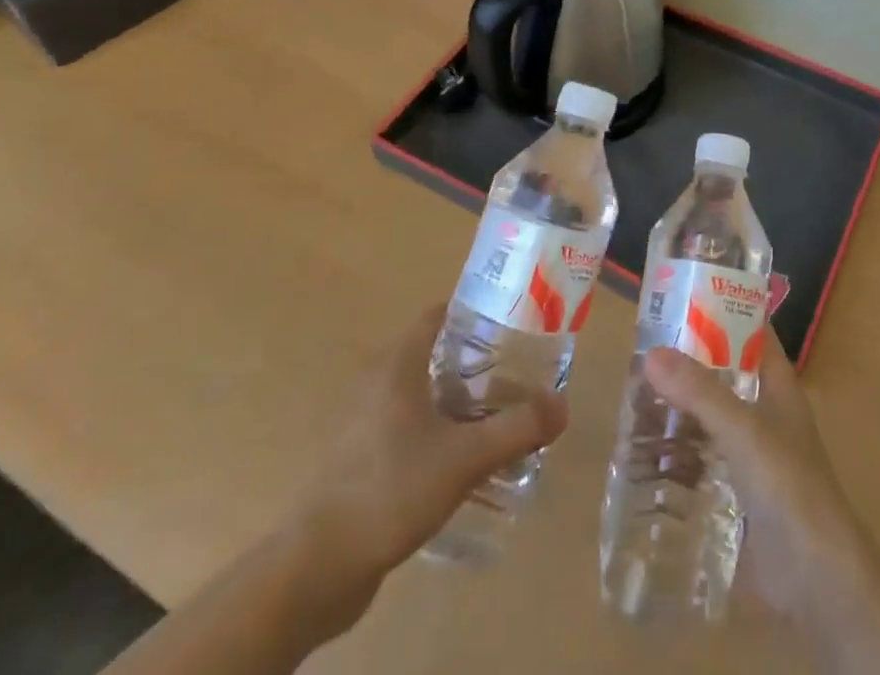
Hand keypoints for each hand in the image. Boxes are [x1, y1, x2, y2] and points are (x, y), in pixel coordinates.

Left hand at [282, 305, 568, 638]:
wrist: (317, 566)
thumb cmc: (390, 489)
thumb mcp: (465, 458)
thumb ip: (517, 429)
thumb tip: (563, 406)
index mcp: (399, 363)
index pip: (440, 314)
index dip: (476, 312)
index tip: (513, 324)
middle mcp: (379, 382)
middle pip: (435, 353)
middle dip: (477, 360)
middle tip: (518, 373)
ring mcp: (366, 422)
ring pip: (423, 394)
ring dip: (459, 400)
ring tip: (500, 416)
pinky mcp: (362, 459)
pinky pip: (410, 428)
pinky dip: (439, 431)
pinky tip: (464, 460)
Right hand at [644, 332, 879, 673]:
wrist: (816, 581)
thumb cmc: (790, 487)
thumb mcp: (744, 430)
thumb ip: (700, 393)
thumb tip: (651, 353)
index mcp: (777, 386)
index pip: (751, 331)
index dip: (722, 309)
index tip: (680, 293)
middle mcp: (764, 414)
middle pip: (721, 375)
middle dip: (685, 364)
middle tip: (639, 351)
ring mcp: (749, 456)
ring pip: (706, 420)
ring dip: (675, 411)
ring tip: (629, 399)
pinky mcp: (733, 495)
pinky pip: (698, 464)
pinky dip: (673, 456)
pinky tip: (639, 455)